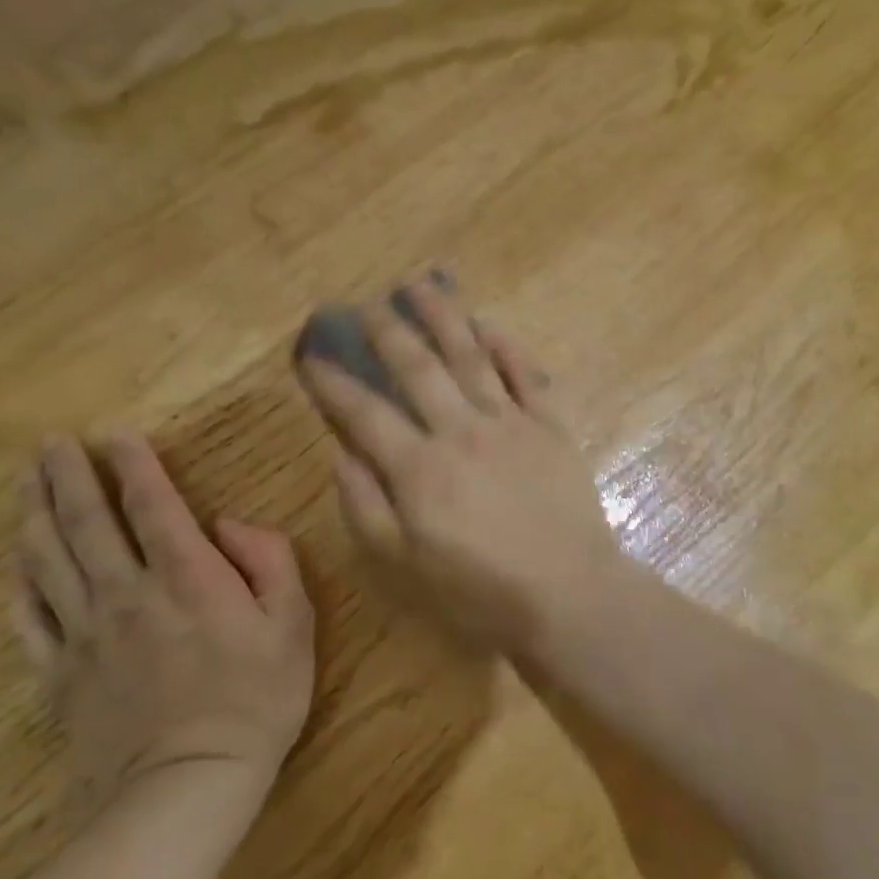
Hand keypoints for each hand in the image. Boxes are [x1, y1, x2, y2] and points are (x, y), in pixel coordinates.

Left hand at [14, 432, 314, 819]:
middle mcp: (127, 591)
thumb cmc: (256, 698)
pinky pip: (29, 618)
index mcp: (186, 575)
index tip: (113, 431)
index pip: (151, 503)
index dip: (131, 462)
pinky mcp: (60, 673)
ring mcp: (85, 633)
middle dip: (68, 475)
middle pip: (87, 521)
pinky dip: (18, 582)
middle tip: (50, 441)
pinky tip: (14, 559)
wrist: (188, 785)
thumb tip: (229, 525)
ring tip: (24, 479)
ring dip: (35, 512)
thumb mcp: (294, 622)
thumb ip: (270, 560)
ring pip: (49, 559)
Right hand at [295, 277, 624, 652]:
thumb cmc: (480, 590)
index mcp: (420, 467)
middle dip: (387, 331)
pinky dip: (507, 346)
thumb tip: (342, 452)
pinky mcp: (551, 426)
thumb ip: (366, 506)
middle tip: (365, 304)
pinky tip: (489, 324)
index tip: (311, 356)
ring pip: (471, 356)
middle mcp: (462, 430)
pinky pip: (528, 374)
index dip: (333, 383)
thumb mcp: (403, 567)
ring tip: (421, 285)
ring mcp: (511, 422)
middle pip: (418, 367)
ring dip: (444, 317)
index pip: (365, 413)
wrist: (568, 594)